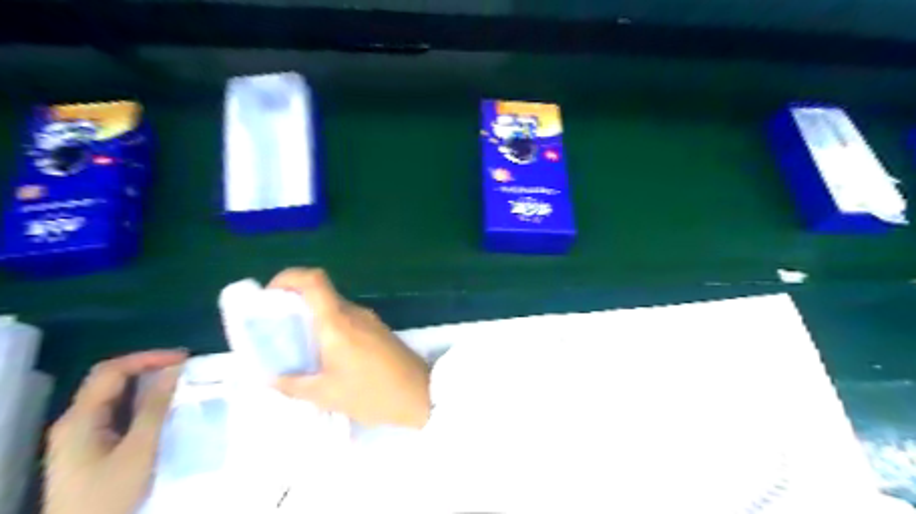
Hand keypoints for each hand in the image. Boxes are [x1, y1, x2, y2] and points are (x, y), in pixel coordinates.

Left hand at [43, 352, 186, 513]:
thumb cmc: (109, 493)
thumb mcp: (139, 449)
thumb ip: (156, 407)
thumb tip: (175, 369)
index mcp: (80, 418)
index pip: (111, 370)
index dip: (147, 358)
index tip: (184, 359)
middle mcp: (75, 421)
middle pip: (109, 380)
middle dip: (147, 367)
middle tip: (184, 367)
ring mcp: (79, 435)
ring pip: (113, 396)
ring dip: (146, 385)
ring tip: (179, 383)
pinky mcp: (89, 448)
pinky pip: (116, 412)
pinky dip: (141, 402)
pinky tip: (161, 408)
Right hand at [269, 268, 434, 429]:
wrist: (421, 394)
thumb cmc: (373, 393)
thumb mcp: (328, 394)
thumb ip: (294, 385)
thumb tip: (270, 379)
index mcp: (338, 322)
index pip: (313, 280)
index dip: (289, 277)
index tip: (270, 295)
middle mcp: (354, 313)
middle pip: (321, 293)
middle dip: (295, 303)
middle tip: (277, 327)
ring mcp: (370, 320)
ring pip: (334, 307)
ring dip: (313, 318)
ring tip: (297, 345)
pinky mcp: (379, 330)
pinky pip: (348, 319)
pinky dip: (330, 327)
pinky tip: (325, 354)